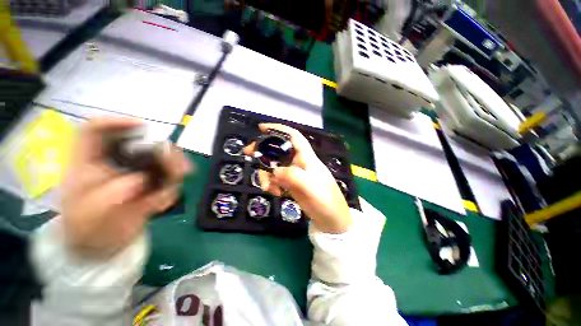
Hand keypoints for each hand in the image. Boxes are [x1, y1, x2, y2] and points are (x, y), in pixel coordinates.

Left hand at [61, 117, 190, 256]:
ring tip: (178, 181)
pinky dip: (171, 189)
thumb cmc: (85, 229)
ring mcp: (134, 174)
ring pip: (160, 160)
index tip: (142, 126)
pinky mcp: (149, 186)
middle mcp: (114, 164)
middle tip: (177, 164)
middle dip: (162, 151)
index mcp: (88, 163)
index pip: (95, 131)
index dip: (116, 122)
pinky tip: (161, 203)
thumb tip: (140, 181)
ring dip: (174, 168)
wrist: (101, 247)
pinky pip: (167, 181)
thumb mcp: (89, 214)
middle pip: (139, 144)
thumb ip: (110, 195)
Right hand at [245, 123, 351, 233]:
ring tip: (268, 187)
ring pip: (274, 166)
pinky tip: (275, 193)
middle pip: (278, 150)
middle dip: (263, 151)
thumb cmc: (325, 200)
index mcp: (306, 157)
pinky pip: (275, 179)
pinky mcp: (290, 184)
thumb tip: (275, 172)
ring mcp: (293, 174)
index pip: (293, 136)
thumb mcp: (310, 186)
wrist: (330, 219)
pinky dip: (271, 184)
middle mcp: (298, 162)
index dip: (278, 129)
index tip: (261, 128)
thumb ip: (292, 175)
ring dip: (266, 175)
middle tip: (248, 154)